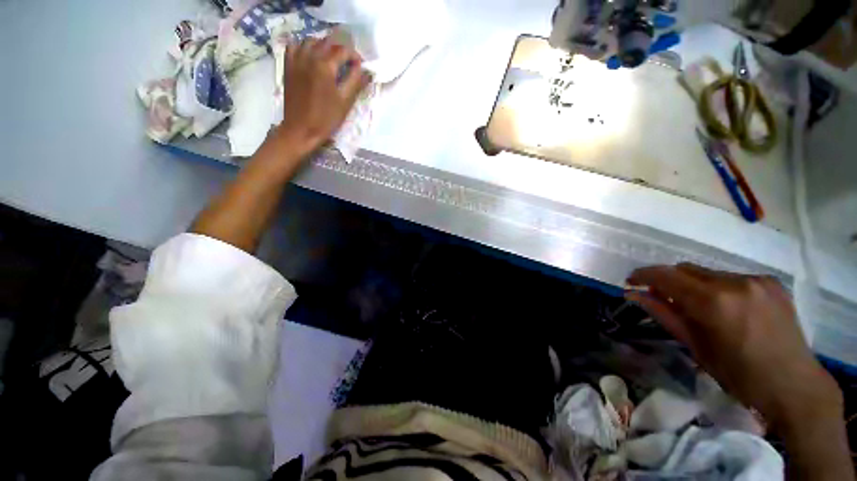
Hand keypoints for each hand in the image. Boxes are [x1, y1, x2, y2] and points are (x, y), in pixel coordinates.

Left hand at [277, 37, 370, 155]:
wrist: (301, 129)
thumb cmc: (326, 118)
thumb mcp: (345, 102)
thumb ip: (356, 82)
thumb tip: (366, 70)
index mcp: (325, 65)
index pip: (343, 51)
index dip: (354, 56)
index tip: (360, 65)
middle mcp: (309, 56)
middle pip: (327, 42)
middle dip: (340, 49)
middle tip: (347, 62)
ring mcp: (296, 60)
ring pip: (310, 40)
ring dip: (323, 45)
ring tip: (330, 57)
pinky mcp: (288, 66)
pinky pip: (294, 46)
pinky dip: (304, 46)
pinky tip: (310, 55)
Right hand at [626, 263, 841, 427]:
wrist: (794, 385)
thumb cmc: (738, 374)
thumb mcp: (695, 346)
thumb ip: (663, 314)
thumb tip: (632, 294)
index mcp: (712, 302)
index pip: (665, 275)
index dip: (643, 275)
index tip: (631, 281)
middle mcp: (734, 283)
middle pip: (686, 269)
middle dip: (669, 281)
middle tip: (662, 298)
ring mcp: (756, 280)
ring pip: (708, 273)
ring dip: (694, 285)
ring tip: (698, 308)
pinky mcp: (771, 282)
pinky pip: (731, 277)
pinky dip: (718, 288)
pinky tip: (727, 308)